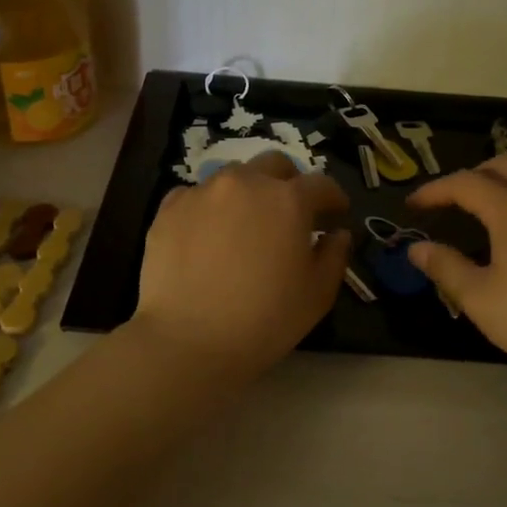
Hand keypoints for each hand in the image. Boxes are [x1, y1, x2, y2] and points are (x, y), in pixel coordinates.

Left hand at [129, 151, 352, 380]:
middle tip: (290, 213)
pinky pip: (196, 196)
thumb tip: (337, 234)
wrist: (188, 340)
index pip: (321, 184)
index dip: (333, 198)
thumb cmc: (264, 321)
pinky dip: (209, 208)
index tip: (337, 213)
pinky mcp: (169, 208)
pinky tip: (207, 236)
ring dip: (247, 193)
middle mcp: (246, 183)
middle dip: (289, 183)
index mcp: (288, 200)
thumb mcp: (317, 295)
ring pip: (233, 177)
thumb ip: (335, 256)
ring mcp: (202, 192)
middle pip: (274, 165)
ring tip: (244, 225)